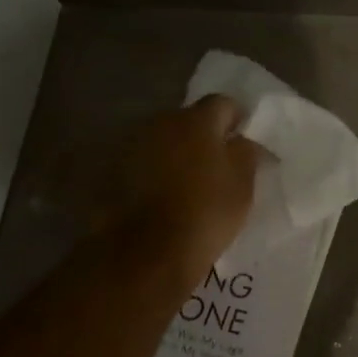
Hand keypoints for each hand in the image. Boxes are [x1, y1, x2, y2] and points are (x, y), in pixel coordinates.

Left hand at [62, 96, 259, 287]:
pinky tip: (163, 196)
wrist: (145, 253)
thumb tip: (242, 140)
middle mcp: (160, 123)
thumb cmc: (204, 213)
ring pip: (164, 141)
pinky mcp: (111, 171)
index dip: (236, 120)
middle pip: (189, 120)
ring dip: (177, 153)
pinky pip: (143, 162)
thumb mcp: (243, 184)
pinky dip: (155, 172)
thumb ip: (246, 153)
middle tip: (218, 163)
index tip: (243, 141)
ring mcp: (132, 145)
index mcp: (196, 121)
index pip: (223, 103)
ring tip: (189, 182)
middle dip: (204, 136)